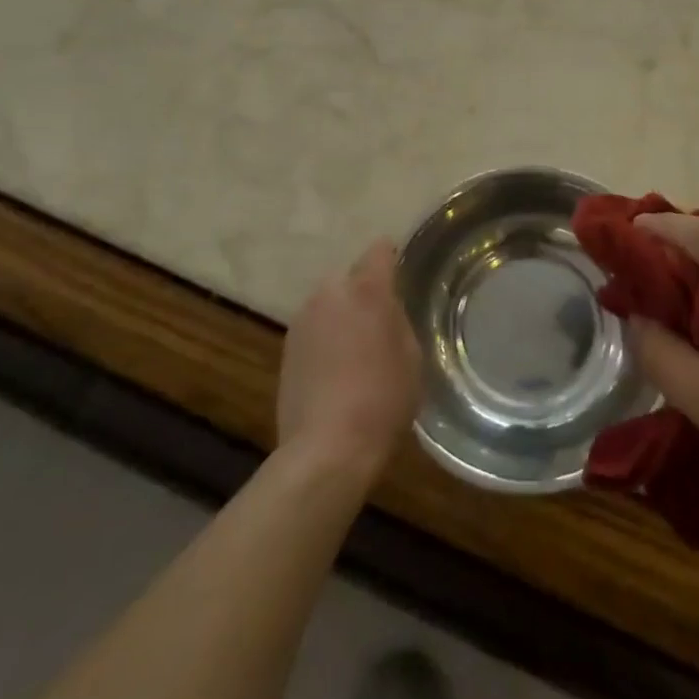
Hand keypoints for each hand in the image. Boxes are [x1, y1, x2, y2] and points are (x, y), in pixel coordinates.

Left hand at [277, 240, 420, 486]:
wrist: (327, 448)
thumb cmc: (383, 399)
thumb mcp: (411, 356)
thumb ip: (398, 321)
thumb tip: (387, 311)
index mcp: (367, 289)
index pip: (379, 251)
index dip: (391, 258)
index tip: (400, 273)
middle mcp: (330, 293)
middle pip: (350, 277)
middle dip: (363, 291)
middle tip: (380, 320)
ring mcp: (303, 319)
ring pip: (329, 303)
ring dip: (341, 315)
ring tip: (356, 350)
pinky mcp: (286, 347)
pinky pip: (314, 328)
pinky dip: (325, 338)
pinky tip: (335, 370)